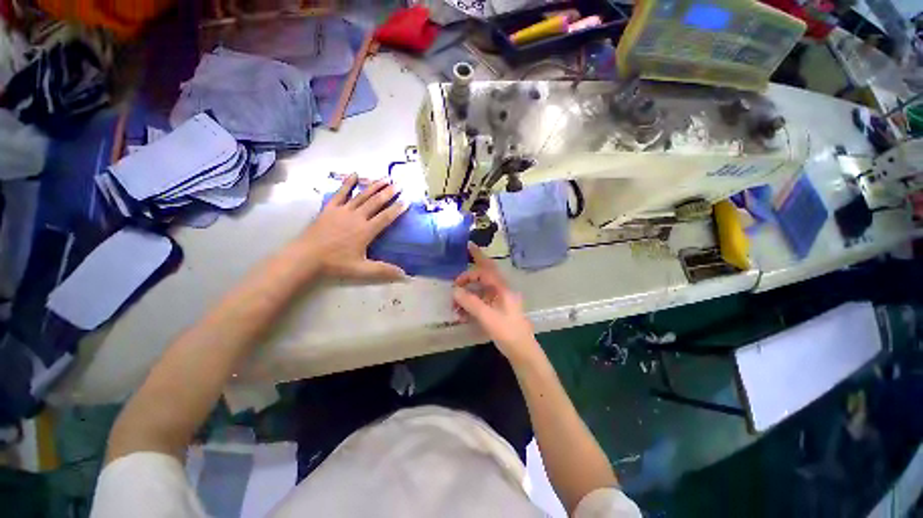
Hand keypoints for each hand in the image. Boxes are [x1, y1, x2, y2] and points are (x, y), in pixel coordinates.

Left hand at [299, 174, 407, 280]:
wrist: (306, 256)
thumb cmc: (335, 263)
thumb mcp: (362, 269)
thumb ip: (384, 271)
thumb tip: (405, 275)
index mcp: (366, 231)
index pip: (386, 217)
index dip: (397, 209)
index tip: (407, 201)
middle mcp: (357, 217)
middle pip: (376, 202)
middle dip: (389, 193)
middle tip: (399, 184)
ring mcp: (343, 210)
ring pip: (362, 195)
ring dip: (374, 186)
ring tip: (385, 178)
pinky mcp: (330, 208)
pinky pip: (341, 192)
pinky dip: (348, 183)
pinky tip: (355, 174)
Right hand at [453, 243, 541, 364]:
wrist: (522, 351)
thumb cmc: (507, 332)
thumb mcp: (487, 317)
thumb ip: (470, 302)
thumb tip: (454, 290)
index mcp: (502, 288)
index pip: (487, 269)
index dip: (476, 259)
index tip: (465, 252)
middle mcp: (501, 290)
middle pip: (483, 277)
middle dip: (468, 277)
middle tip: (455, 283)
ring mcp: (499, 300)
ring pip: (480, 291)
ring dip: (467, 295)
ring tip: (455, 306)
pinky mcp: (496, 309)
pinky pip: (481, 302)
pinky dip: (471, 305)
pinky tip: (462, 314)